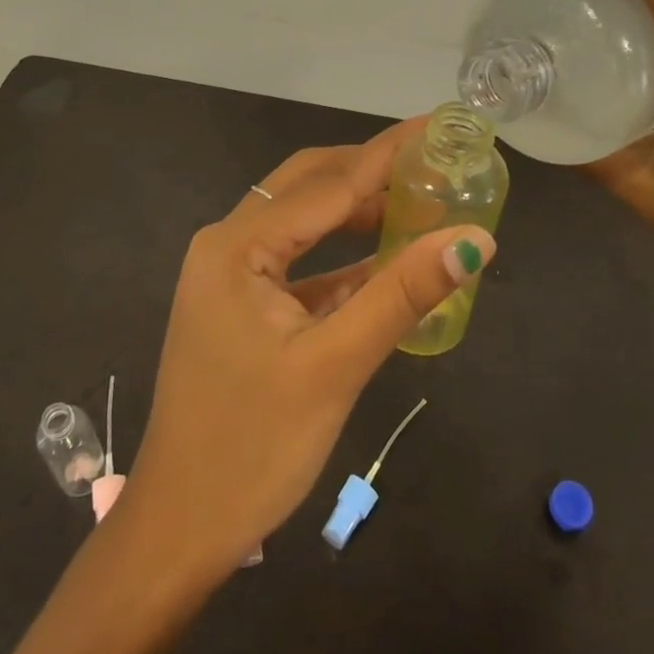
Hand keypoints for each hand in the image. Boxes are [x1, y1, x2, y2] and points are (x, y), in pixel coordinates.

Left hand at [117, 123, 495, 576]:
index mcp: (237, 244)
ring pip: (303, 222)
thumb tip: (473, 238)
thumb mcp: (334, 366)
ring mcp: (230, 274)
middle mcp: (227, 243)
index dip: (388, 153)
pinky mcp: (241, 304)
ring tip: (419, 203)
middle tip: (433, 162)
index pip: (329, 183)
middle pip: (309, 187)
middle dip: (370, 171)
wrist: (180, 529)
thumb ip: (402, 295)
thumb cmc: (252, 447)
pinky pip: (298, 263)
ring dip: (357, 212)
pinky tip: (384, 260)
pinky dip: (341, 258)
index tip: (438, 124)